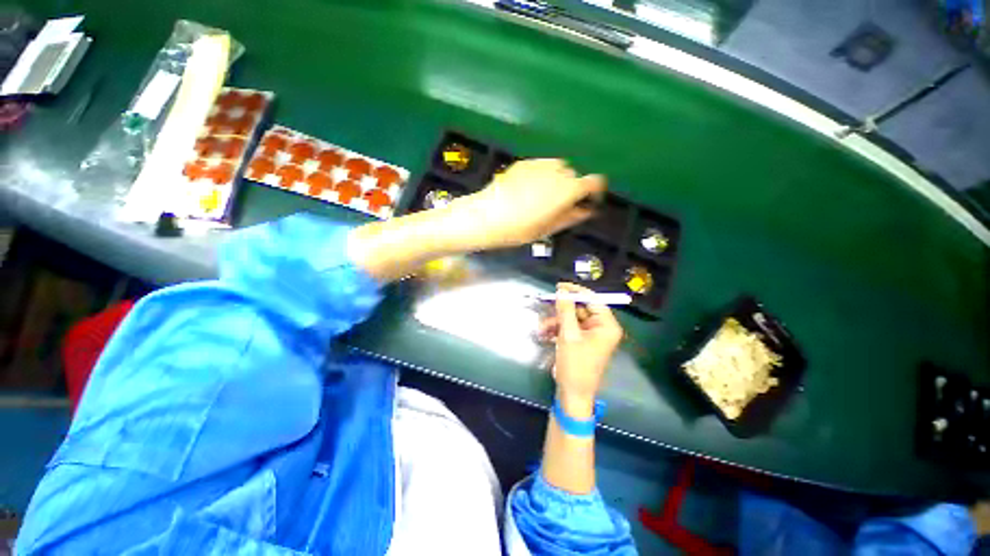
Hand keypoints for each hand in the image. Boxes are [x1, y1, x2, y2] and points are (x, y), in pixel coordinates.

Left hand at [442, 159, 605, 250]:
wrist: (486, 216)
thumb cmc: (519, 229)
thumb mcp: (548, 229)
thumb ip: (571, 217)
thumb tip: (587, 210)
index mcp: (568, 189)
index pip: (595, 182)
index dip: (595, 192)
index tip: (588, 202)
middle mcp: (558, 170)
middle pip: (575, 175)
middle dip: (572, 188)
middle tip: (559, 206)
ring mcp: (539, 164)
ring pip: (558, 168)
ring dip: (557, 180)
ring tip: (543, 197)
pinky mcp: (524, 162)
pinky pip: (542, 166)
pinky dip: (543, 175)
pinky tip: (528, 190)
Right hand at [538, 283, 623, 416]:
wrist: (572, 394)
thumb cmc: (575, 364)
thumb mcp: (568, 335)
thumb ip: (566, 310)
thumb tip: (562, 291)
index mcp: (606, 325)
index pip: (593, 300)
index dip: (575, 291)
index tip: (559, 286)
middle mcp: (601, 328)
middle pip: (580, 309)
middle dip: (561, 311)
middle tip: (546, 306)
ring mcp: (591, 335)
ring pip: (572, 319)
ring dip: (555, 322)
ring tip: (541, 328)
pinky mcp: (582, 342)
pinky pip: (569, 329)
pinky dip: (557, 330)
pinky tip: (544, 334)